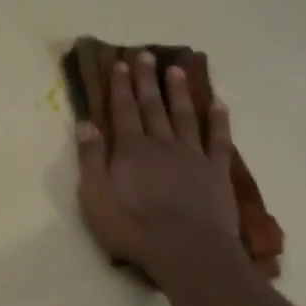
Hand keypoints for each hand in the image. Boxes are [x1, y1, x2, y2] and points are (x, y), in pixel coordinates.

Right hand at [76, 51, 240, 281]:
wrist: (186, 250)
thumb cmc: (133, 228)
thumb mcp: (96, 199)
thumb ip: (91, 160)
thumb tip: (86, 124)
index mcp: (131, 150)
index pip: (123, 111)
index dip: (121, 87)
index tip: (122, 64)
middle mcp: (162, 144)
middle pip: (153, 106)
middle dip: (147, 80)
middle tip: (146, 55)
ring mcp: (192, 155)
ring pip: (184, 116)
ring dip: (179, 92)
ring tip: (176, 70)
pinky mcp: (216, 171)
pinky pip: (218, 139)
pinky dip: (219, 121)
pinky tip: (219, 104)